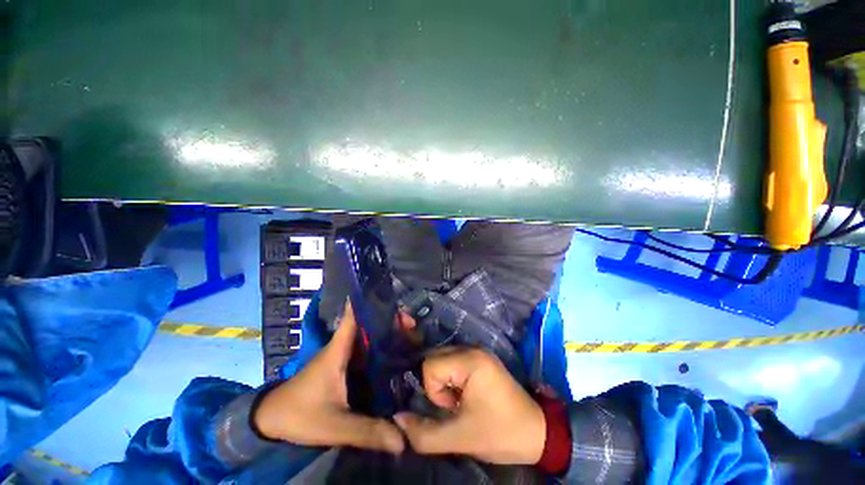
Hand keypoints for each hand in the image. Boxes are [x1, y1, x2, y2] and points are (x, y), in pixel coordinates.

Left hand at [253, 300, 403, 453]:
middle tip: (412, 324)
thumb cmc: (299, 414)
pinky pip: (366, 352)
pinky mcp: (343, 367)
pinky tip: (394, 354)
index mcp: (338, 350)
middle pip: (369, 325)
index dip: (367, 302)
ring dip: (387, 334)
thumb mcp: (334, 425)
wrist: (270, 421)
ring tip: (411, 335)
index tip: (385, 292)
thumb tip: (402, 440)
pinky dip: (381, 349)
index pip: (353, 317)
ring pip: (369, 338)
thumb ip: (366, 431)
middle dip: (390, 321)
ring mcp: (342, 357)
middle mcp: (342, 348)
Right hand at [394, 347, 544, 464]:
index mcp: (470, 360)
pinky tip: (464, 394)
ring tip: (460, 401)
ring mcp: (477, 351)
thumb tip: (397, 420)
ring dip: (444, 382)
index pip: (430, 365)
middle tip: (454, 405)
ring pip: (442, 359)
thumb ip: (424, 433)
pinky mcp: (480, 358)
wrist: (536, 432)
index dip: (434, 391)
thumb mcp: (460, 438)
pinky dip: (451, 378)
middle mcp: (472, 348)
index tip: (452, 407)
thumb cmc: (500, 433)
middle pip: (434, 358)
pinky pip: (452, 362)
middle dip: (437, 385)